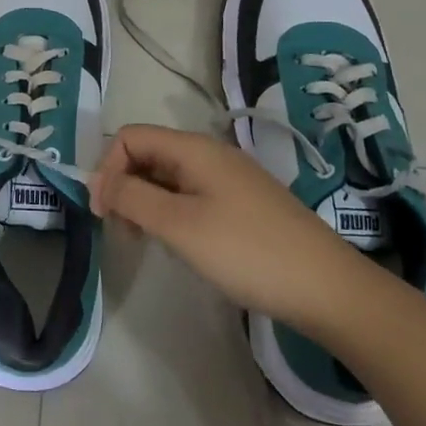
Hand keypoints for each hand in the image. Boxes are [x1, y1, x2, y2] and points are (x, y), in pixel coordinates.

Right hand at [92, 124, 369, 334]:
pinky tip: (181, 245)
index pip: (130, 137)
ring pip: (168, 178)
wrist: (328, 288)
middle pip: (148, 155)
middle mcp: (210, 153)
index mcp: (193, 148)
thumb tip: (98, 181)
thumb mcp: (179, 225)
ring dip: (146, 203)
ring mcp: (229, 178)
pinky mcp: (243, 203)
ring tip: (148, 242)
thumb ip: (131, 197)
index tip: (102, 213)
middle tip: (123, 232)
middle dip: (124, 186)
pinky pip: (191, 195)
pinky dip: (172, 213)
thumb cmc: (246, 251)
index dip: (107, 169)